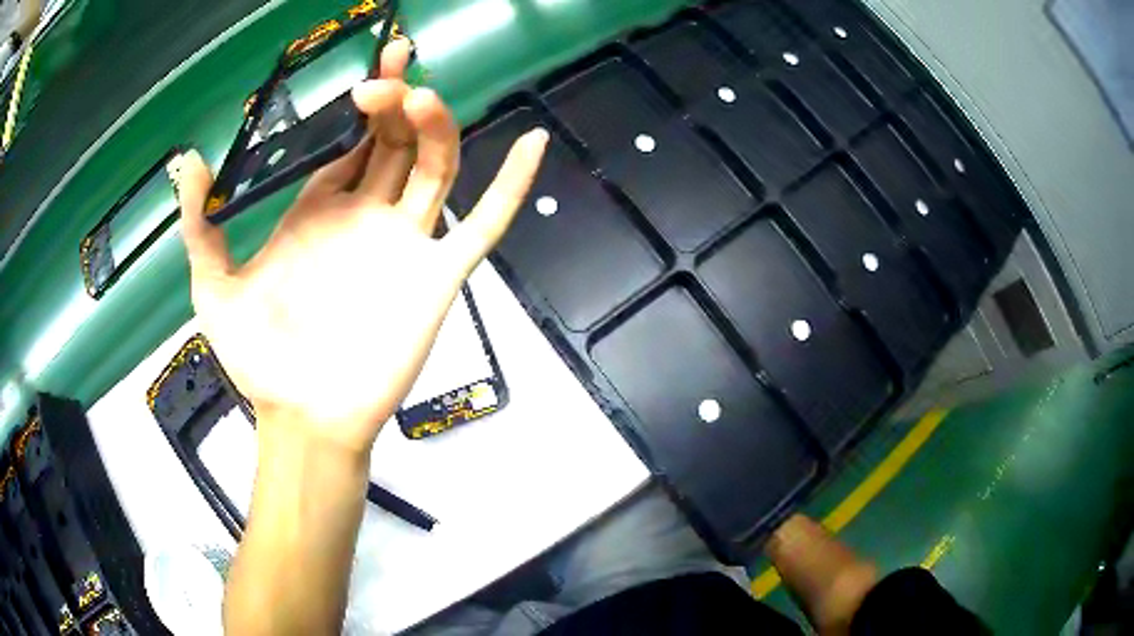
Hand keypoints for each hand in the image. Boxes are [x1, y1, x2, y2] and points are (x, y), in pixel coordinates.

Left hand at [172, 39, 547, 455]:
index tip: (378, 62)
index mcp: (321, 211)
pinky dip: (512, 185)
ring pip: (436, 166)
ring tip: (423, 98)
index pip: (354, 140)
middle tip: (389, 70)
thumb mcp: (214, 285)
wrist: (302, 419)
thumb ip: (200, 223)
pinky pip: (485, 223)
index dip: (369, 100)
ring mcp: (407, 243)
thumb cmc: (259, 359)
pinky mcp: (438, 275)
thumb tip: (187, 159)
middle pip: (398, 140)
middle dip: (398, 99)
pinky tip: (534, 143)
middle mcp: (367, 216)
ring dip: (437, 126)